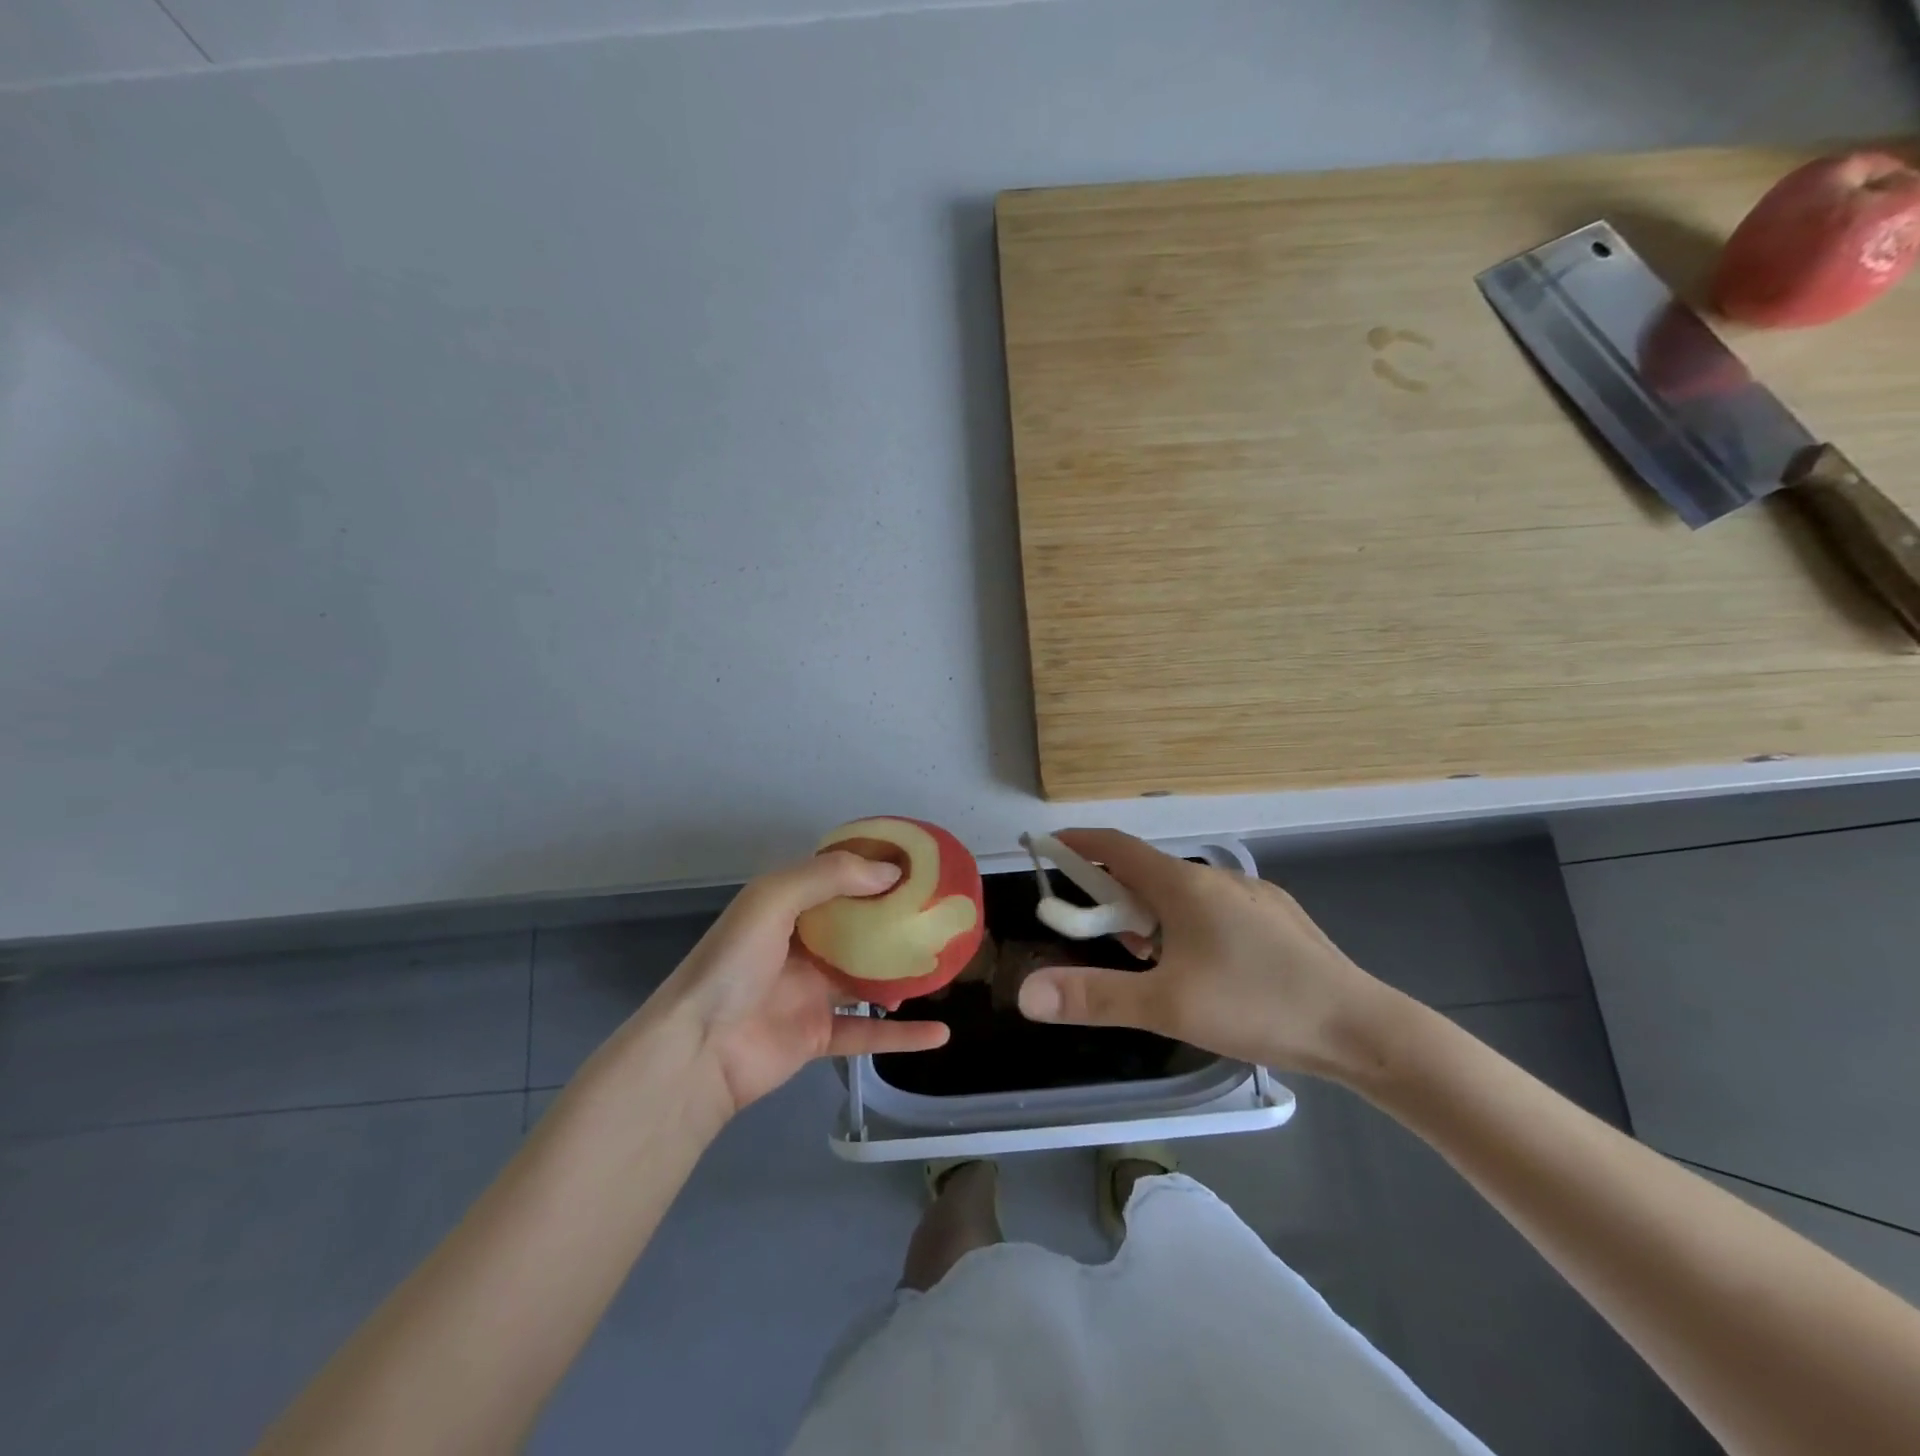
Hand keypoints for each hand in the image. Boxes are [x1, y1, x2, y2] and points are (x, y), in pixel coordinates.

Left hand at [652, 851, 950, 1120]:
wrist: (698, 1051)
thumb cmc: (734, 964)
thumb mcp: (772, 900)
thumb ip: (829, 878)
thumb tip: (892, 872)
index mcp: (786, 908)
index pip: (836, 881)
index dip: (873, 871)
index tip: (917, 867)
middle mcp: (800, 946)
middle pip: (857, 929)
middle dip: (894, 922)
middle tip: (939, 916)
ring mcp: (810, 994)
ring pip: (867, 979)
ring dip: (902, 974)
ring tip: (944, 965)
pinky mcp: (817, 1037)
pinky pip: (867, 1033)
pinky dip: (902, 1036)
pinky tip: (939, 1033)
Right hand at [1015, 829, 1397, 1078]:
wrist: (1362, 1028)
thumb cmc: (1256, 1006)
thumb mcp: (1166, 1006)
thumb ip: (1094, 996)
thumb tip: (1028, 992)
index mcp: (1184, 885)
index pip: (1116, 847)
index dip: (1079, 843)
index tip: (1049, 846)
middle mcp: (1217, 878)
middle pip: (1147, 873)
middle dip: (1114, 897)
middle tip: (1102, 936)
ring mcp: (1253, 895)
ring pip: (1183, 893)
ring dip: (1153, 914)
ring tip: (1153, 961)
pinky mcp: (1277, 917)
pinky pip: (1215, 907)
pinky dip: (1188, 923)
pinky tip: (1205, 967)